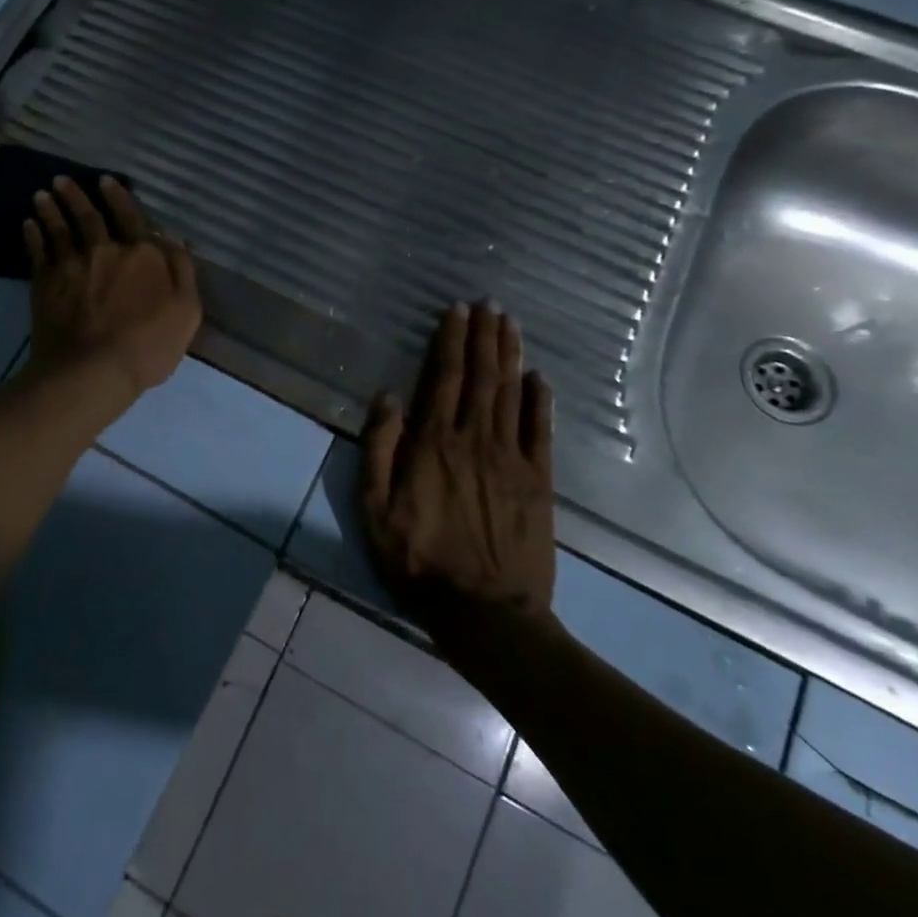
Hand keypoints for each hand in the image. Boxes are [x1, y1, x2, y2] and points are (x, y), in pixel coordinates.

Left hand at [24, 176, 200, 402]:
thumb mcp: (186, 310)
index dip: (119, 197)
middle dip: (74, 195)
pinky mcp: (45, 283)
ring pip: (58, 228)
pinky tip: (28, 225)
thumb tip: (173, 237)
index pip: (131, 217)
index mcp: (141, 254)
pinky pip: (38, 251)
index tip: (105, 181)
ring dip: (50, 209)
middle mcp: (104, 250)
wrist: (93, 370)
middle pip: (88, 216)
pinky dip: (33, 235)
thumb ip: (181, 270)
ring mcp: (71, 264)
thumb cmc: (148, 344)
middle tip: (61, 180)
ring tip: (41, 195)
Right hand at [362, 301, 556, 618]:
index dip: (450, 341)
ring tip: (510, 324)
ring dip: (510, 356)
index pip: (443, 378)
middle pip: (481, 377)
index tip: (456, 311)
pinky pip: (541, 433)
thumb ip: (380, 449)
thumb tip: (388, 397)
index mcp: (433, 443)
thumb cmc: (418, 560)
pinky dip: (541, 402)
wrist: (484, 612)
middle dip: (484, 337)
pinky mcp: (538, 482)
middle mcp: (474, 439)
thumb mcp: (375, 509)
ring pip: (511, 395)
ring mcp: (511, 459)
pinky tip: (541, 378)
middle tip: (489, 304)